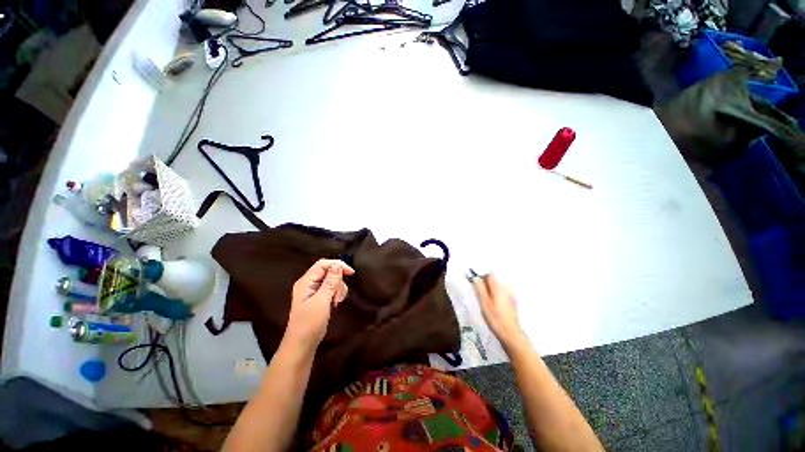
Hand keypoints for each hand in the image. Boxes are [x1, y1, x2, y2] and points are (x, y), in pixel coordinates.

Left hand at [284, 259, 354, 350]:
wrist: (301, 346)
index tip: (351, 273)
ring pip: (331, 280)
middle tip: (338, 296)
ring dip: (338, 288)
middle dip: (338, 280)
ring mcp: (313, 291)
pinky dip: (336, 294)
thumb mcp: (322, 301)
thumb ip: (330, 282)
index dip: (337, 265)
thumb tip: (338, 266)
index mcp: (306, 282)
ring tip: (336, 302)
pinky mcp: (317, 298)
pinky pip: (330, 289)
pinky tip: (335, 303)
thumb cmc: (309, 323)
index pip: (322, 264)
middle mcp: (308, 284)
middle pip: (328, 271)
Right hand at [472, 273, 524, 347]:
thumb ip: (479, 287)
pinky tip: (494, 305)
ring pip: (497, 287)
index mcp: (498, 286)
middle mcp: (506, 287)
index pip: (489, 274)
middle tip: (480, 294)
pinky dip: (496, 295)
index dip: (481, 277)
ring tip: (486, 301)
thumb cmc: (494, 317)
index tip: (475, 283)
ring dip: (490, 290)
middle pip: (493, 280)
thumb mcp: (483, 301)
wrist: (510, 332)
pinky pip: (502, 293)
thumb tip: (475, 277)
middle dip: (485, 284)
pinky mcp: (512, 301)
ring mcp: (510, 294)